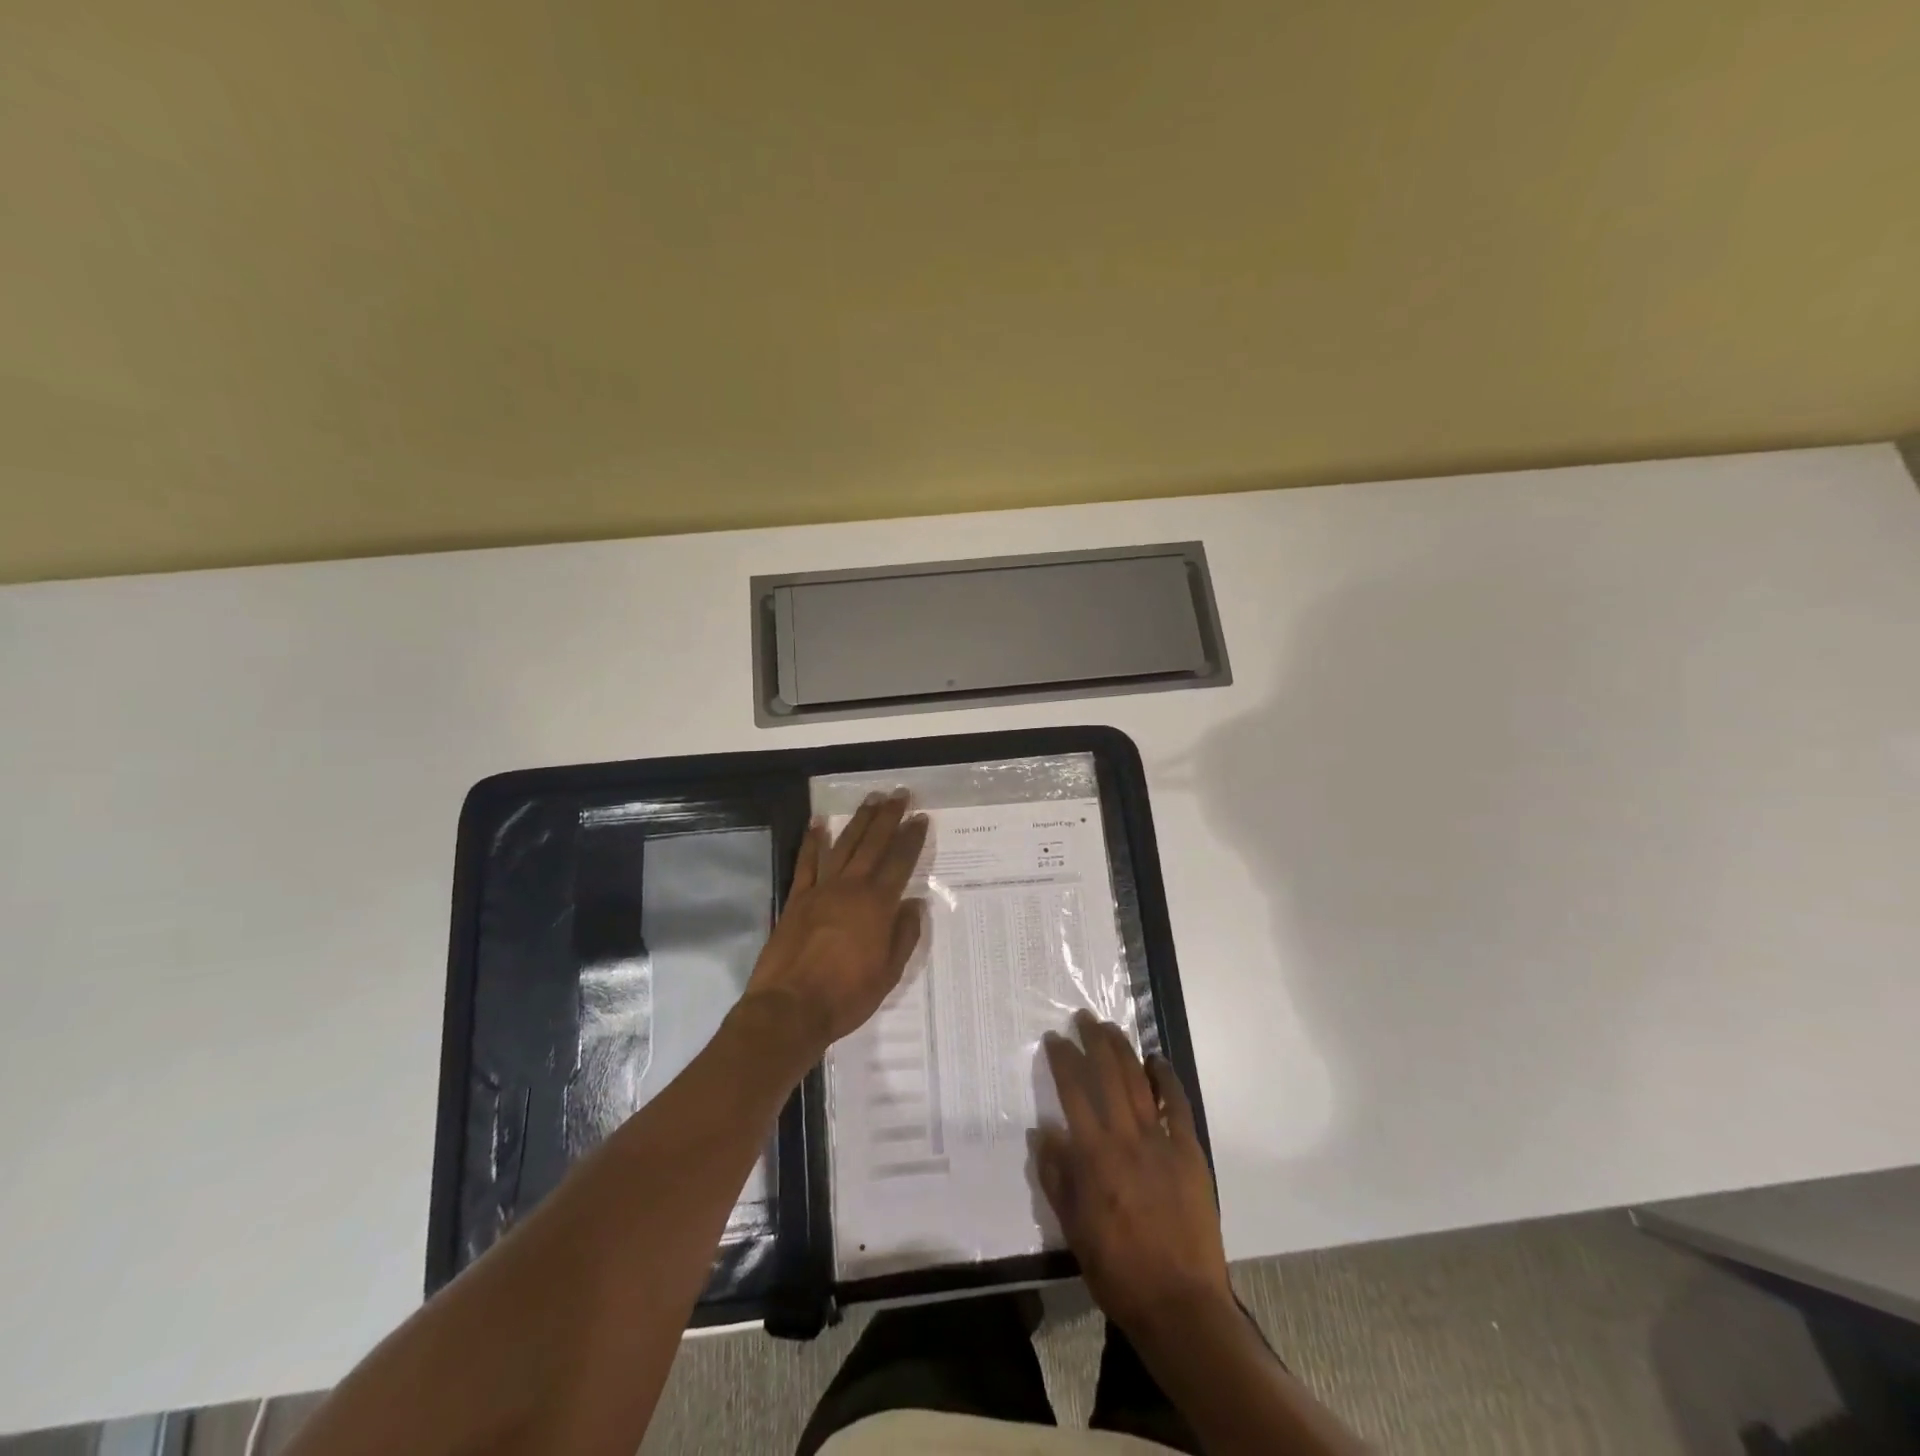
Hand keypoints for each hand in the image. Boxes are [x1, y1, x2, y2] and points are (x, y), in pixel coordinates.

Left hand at [739, 791, 928, 1061]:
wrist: (791, 1008)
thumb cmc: (847, 996)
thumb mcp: (889, 973)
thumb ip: (904, 935)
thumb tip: (914, 904)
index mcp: (878, 905)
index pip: (900, 862)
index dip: (912, 838)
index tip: (921, 817)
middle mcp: (851, 888)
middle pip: (872, 844)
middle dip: (888, 817)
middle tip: (899, 794)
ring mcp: (821, 890)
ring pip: (843, 845)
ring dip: (858, 820)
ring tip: (871, 799)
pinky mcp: (797, 899)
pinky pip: (806, 862)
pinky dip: (812, 841)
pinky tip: (817, 823)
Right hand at [1036, 1011, 1231, 1339]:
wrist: (1180, 1304)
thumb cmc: (1118, 1271)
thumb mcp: (1073, 1229)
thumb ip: (1057, 1177)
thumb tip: (1044, 1131)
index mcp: (1094, 1156)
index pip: (1073, 1092)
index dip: (1062, 1060)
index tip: (1053, 1038)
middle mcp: (1126, 1138)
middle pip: (1107, 1075)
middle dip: (1093, 1041)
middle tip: (1083, 1017)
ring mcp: (1161, 1142)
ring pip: (1139, 1082)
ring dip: (1124, 1050)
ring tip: (1111, 1027)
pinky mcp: (1189, 1153)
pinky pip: (1178, 1106)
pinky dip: (1167, 1079)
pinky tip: (1157, 1061)